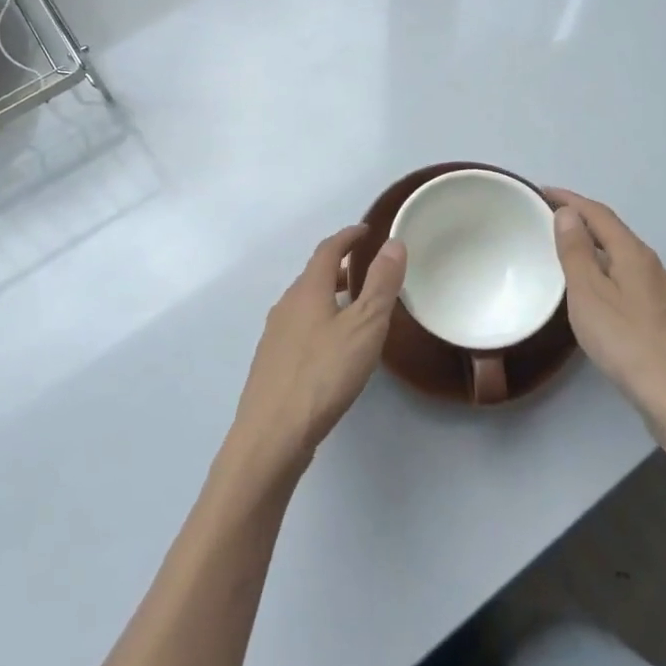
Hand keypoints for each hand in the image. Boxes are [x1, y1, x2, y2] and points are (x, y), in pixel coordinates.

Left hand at [231, 225, 407, 472]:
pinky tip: (331, 347)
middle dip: (339, 267)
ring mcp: (275, 335)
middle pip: (314, 275)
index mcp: (308, 290)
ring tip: (354, 307)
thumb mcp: (364, 327)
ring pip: (305, 303)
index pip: (328, 250)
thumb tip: (393, 243)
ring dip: (329, 296)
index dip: (348, 237)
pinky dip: (319, 321)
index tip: (366, 231)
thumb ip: (381, 285)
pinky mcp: (272, 363)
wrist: (272, 434)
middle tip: (366, 269)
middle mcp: (286, 305)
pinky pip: (299, 327)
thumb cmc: (323, 374)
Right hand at [545, 189, 665, 425]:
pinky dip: (606, 273)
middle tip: (548, 220)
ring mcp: (663, 294)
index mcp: (633, 254)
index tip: (541, 191)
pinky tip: (597, 295)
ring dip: (595, 248)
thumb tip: (569, 213)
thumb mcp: (589, 294)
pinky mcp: (665, 320)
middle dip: (582, 221)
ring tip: (567, 253)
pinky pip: (629, 281)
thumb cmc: (628, 343)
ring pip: (623, 259)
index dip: (570, 200)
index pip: (599, 214)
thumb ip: (576, 252)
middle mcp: (652, 267)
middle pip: (614, 233)